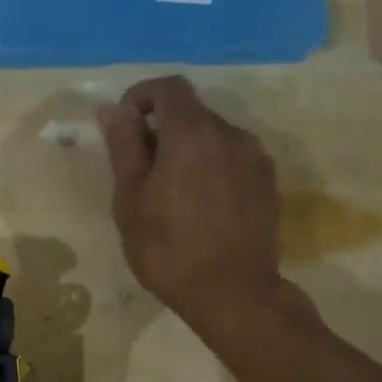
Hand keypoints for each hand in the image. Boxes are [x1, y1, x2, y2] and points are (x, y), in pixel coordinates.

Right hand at [97, 75, 304, 337]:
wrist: (233, 294)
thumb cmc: (169, 249)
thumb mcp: (131, 201)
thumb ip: (124, 148)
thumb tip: (113, 110)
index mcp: (192, 134)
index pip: (169, 87)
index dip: (141, 96)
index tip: (124, 125)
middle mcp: (231, 134)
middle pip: (192, 112)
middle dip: (163, 129)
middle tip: (140, 169)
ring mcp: (255, 158)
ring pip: (214, 137)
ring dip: (189, 150)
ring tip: (171, 192)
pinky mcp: (268, 183)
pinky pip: (233, 160)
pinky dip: (211, 167)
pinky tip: (200, 206)